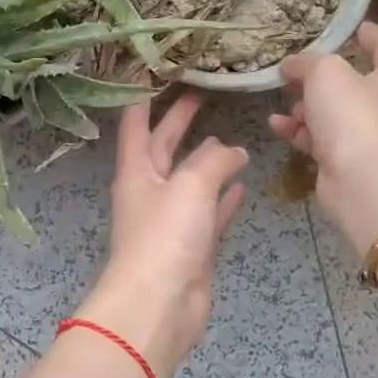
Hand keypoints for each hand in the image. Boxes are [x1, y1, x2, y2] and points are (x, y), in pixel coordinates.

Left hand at [77, 93, 248, 377]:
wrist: (160, 306)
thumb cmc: (165, 237)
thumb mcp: (190, 186)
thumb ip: (213, 161)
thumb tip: (233, 151)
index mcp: (136, 171)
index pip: (135, 123)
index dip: (143, 97)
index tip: (155, 71)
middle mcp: (149, 191)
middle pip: (163, 147)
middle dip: (179, 122)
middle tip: (199, 95)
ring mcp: (170, 220)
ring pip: (190, 180)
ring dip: (207, 161)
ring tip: (231, 139)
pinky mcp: (192, 245)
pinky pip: (210, 212)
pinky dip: (224, 198)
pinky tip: (242, 184)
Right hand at [270, 22, 377, 244]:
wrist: (362, 181)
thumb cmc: (352, 115)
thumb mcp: (326, 73)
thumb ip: (308, 62)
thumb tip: (292, 64)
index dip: (370, 33)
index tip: (351, 26)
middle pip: (353, 82)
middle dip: (321, 76)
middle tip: (294, 69)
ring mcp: (366, 135)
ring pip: (332, 112)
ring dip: (305, 106)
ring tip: (282, 100)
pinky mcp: (346, 160)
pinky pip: (319, 138)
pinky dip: (299, 131)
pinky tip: (277, 125)